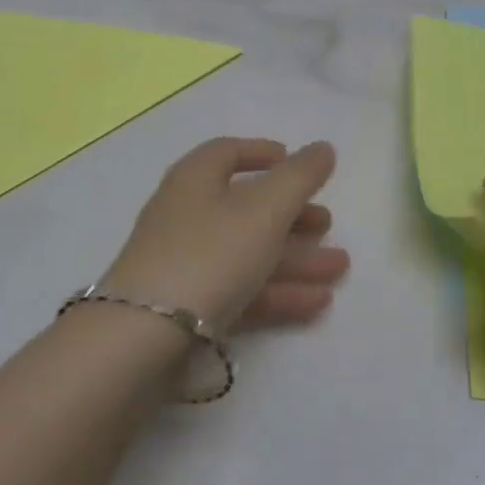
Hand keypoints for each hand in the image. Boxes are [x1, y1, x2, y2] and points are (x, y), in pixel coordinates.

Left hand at [103, 138, 348, 332]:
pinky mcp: (187, 309)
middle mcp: (186, 215)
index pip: (227, 152)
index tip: (294, 161)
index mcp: (195, 179)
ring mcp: (184, 264)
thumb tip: (323, 147)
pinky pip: (240, 290)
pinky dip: (277, 292)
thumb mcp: (263, 209)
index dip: (262, 153)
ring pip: (247, 252)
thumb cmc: (209, 254)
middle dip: (291, 214)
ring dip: (295, 257)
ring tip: (340, 267)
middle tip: (328, 223)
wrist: (144, 337)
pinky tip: (318, 302)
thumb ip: (299, 177)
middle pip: (244, 207)